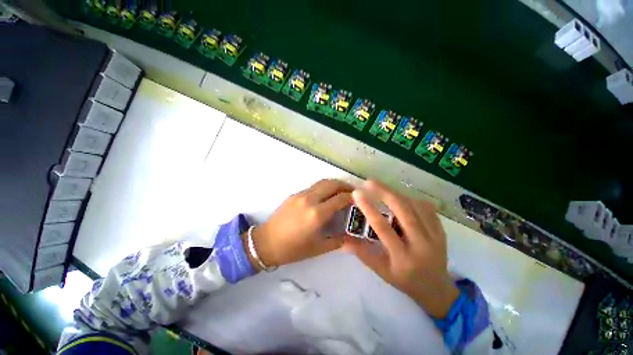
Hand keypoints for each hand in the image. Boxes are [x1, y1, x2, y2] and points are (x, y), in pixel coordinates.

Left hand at [244, 179, 352, 268]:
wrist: (266, 242)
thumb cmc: (293, 249)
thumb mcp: (318, 248)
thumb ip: (338, 240)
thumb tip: (351, 235)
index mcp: (317, 214)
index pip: (340, 198)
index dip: (353, 197)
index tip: (360, 200)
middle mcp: (310, 200)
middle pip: (332, 184)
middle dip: (345, 185)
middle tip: (354, 192)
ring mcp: (301, 195)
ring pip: (322, 182)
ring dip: (335, 184)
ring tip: (342, 191)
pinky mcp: (295, 194)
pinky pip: (314, 187)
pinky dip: (324, 187)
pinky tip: (326, 196)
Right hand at [343, 180, 458, 317]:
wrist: (436, 289)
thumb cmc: (405, 281)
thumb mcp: (381, 272)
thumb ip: (362, 253)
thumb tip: (343, 239)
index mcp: (403, 258)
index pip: (383, 228)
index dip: (369, 208)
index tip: (357, 193)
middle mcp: (421, 245)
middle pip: (404, 210)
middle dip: (385, 192)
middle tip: (369, 182)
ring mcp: (436, 236)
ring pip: (416, 206)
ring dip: (397, 193)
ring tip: (381, 187)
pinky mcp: (442, 231)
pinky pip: (427, 208)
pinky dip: (412, 199)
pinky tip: (401, 197)